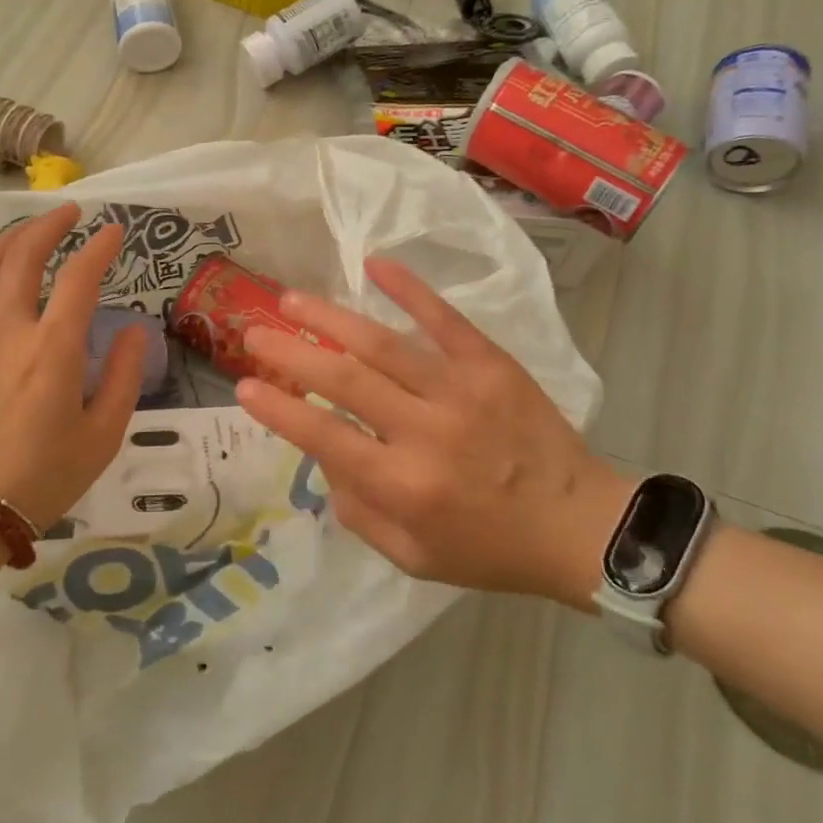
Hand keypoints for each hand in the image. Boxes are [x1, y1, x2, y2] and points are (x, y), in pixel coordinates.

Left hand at [0, 206, 147, 529]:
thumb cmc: (43, 477)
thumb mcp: (104, 434)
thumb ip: (125, 376)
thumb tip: (136, 330)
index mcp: (54, 348)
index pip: (81, 278)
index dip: (100, 247)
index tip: (114, 231)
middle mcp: (9, 330)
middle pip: (25, 258)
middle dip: (49, 225)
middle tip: (70, 212)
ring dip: (6, 242)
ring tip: (27, 230)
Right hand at [234, 257, 631, 605]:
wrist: (579, 525)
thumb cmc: (490, 549)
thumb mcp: (412, 558)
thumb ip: (358, 511)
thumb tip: (326, 457)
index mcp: (403, 485)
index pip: (324, 437)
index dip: (279, 409)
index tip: (243, 385)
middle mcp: (425, 431)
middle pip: (344, 380)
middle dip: (291, 353)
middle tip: (255, 332)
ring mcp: (460, 390)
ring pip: (382, 344)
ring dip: (331, 318)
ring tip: (291, 298)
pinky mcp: (491, 364)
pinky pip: (444, 319)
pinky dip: (409, 289)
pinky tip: (375, 264)